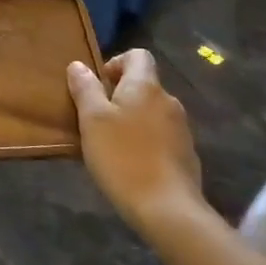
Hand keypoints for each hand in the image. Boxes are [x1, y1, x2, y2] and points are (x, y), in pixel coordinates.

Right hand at [67, 49, 204, 236]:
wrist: (168, 209)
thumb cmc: (123, 157)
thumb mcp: (92, 121)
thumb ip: (85, 89)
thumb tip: (78, 65)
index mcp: (146, 86)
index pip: (138, 55)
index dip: (116, 63)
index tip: (98, 86)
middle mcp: (169, 100)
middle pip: (144, 85)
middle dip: (120, 96)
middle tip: (97, 120)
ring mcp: (182, 128)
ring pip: (152, 112)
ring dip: (133, 120)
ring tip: (112, 145)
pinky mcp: (186, 154)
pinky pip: (162, 136)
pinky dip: (146, 141)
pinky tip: (132, 165)